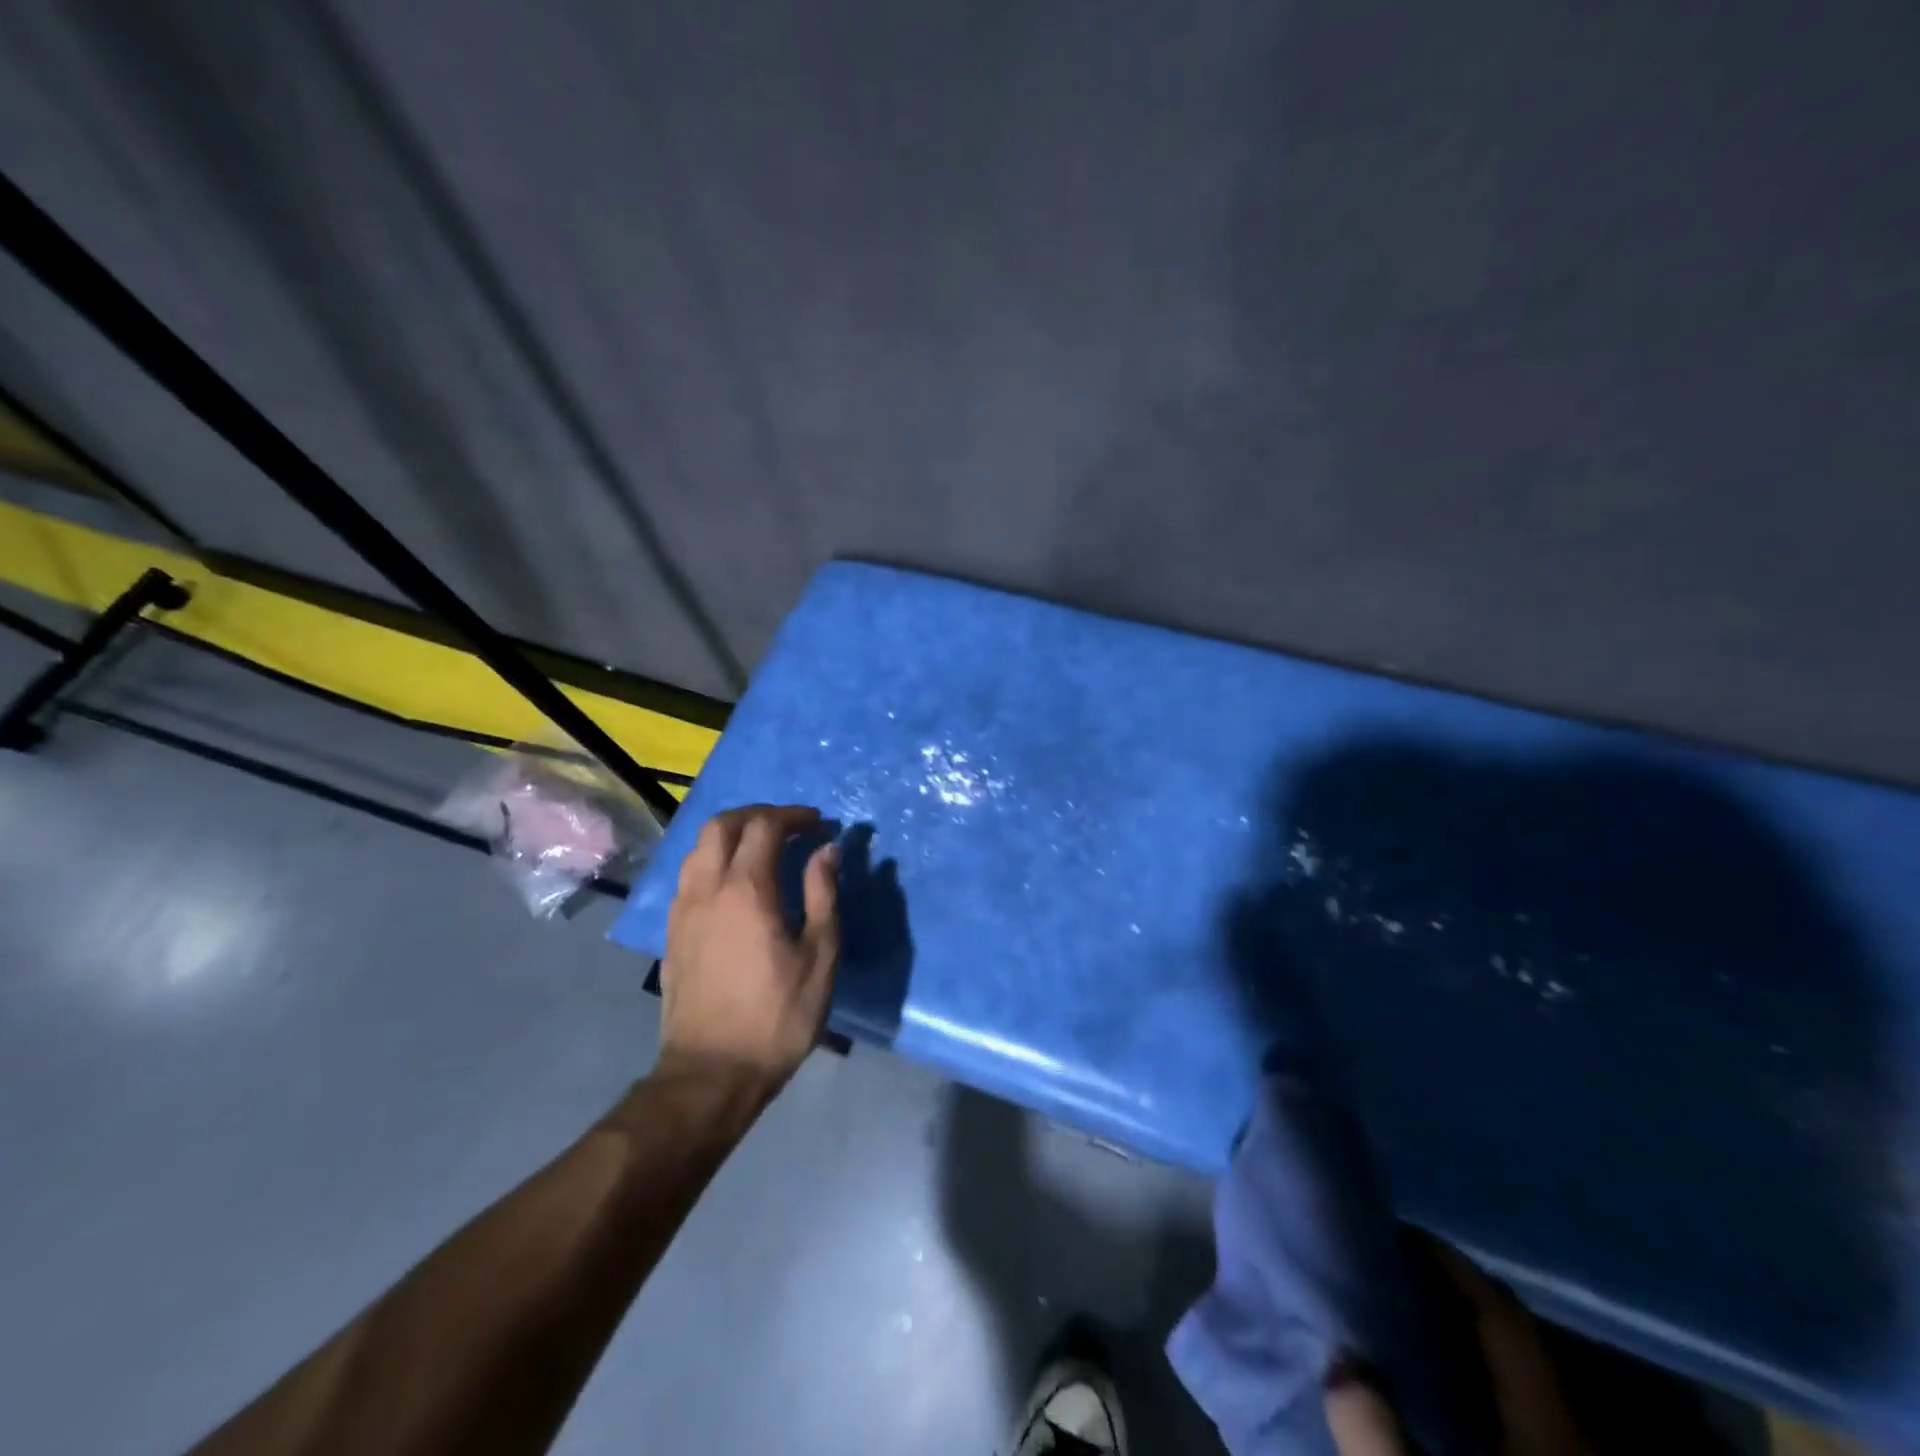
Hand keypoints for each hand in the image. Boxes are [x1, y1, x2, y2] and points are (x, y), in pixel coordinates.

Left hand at [658, 804, 840, 1101]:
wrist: (711, 1072)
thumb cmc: (777, 1016)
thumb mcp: (820, 956)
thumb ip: (823, 894)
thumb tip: (826, 850)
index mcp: (747, 890)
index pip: (764, 826)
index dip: (792, 816)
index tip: (817, 823)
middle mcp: (707, 888)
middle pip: (721, 825)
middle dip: (757, 814)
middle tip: (788, 826)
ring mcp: (683, 910)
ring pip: (698, 848)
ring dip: (731, 835)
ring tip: (760, 849)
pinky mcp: (672, 932)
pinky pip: (689, 875)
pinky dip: (713, 861)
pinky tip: (733, 884)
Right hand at [1324, 1242, 1591, 1455]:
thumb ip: (1374, 1436)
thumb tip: (1340, 1360)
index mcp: (1547, 1428)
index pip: (1499, 1315)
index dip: (1448, 1263)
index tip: (1394, 1228)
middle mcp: (1569, 1437)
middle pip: (1512, 1341)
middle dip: (1450, 1296)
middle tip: (1385, 1268)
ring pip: (1517, 1382)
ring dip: (1461, 1342)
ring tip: (1397, 1318)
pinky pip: (1518, 1417)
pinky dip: (1474, 1387)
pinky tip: (1435, 1395)